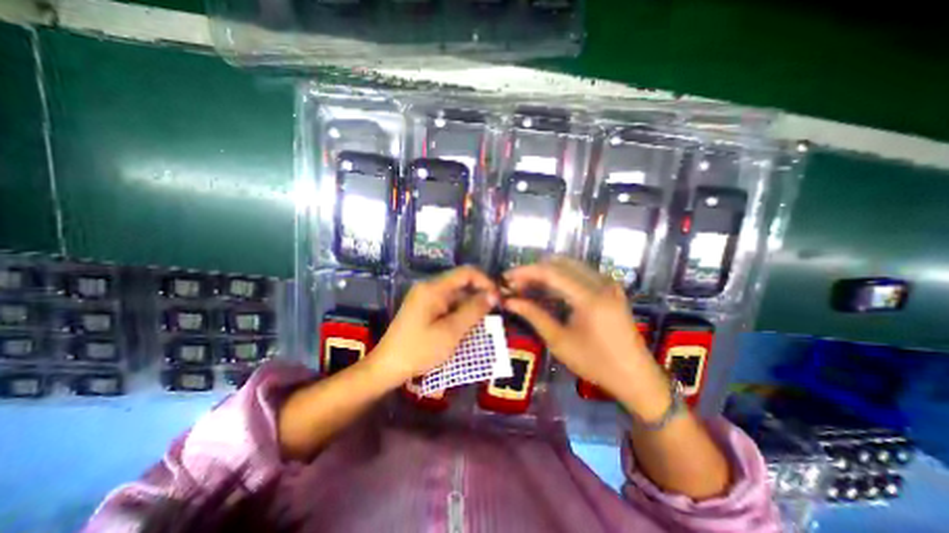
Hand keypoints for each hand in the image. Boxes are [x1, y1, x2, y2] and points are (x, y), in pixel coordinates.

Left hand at [370, 264, 498, 386]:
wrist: (387, 366)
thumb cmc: (420, 350)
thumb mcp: (451, 332)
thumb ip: (473, 311)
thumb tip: (493, 295)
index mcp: (434, 288)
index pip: (466, 273)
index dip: (485, 282)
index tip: (497, 299)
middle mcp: (429, 288)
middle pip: (461, 284)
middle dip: (479, 296)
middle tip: (494, 314)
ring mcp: (425, 298)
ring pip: (456, 296)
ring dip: (470, 307)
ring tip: (483, 324)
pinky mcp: (424, 309)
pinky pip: (448, 305)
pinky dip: (460, 314)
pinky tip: (467, 327)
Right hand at [505, 255, 673, 421]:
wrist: (635, 376)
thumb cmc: (596, 364)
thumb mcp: (559, 341)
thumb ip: (534, 315)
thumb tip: (509, 301)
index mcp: (590, 298)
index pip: (551, 272)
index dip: (525, 272)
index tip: (506, 277)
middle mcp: (601, 283)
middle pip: (559, 263)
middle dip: (533, 270)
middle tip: (515, 284)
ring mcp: (608, 283)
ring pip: (569, 265)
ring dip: (546, 272)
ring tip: (526, 286)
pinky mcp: (610, 287)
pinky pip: (579, 273)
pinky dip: (560, 277)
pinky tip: (546, 290)